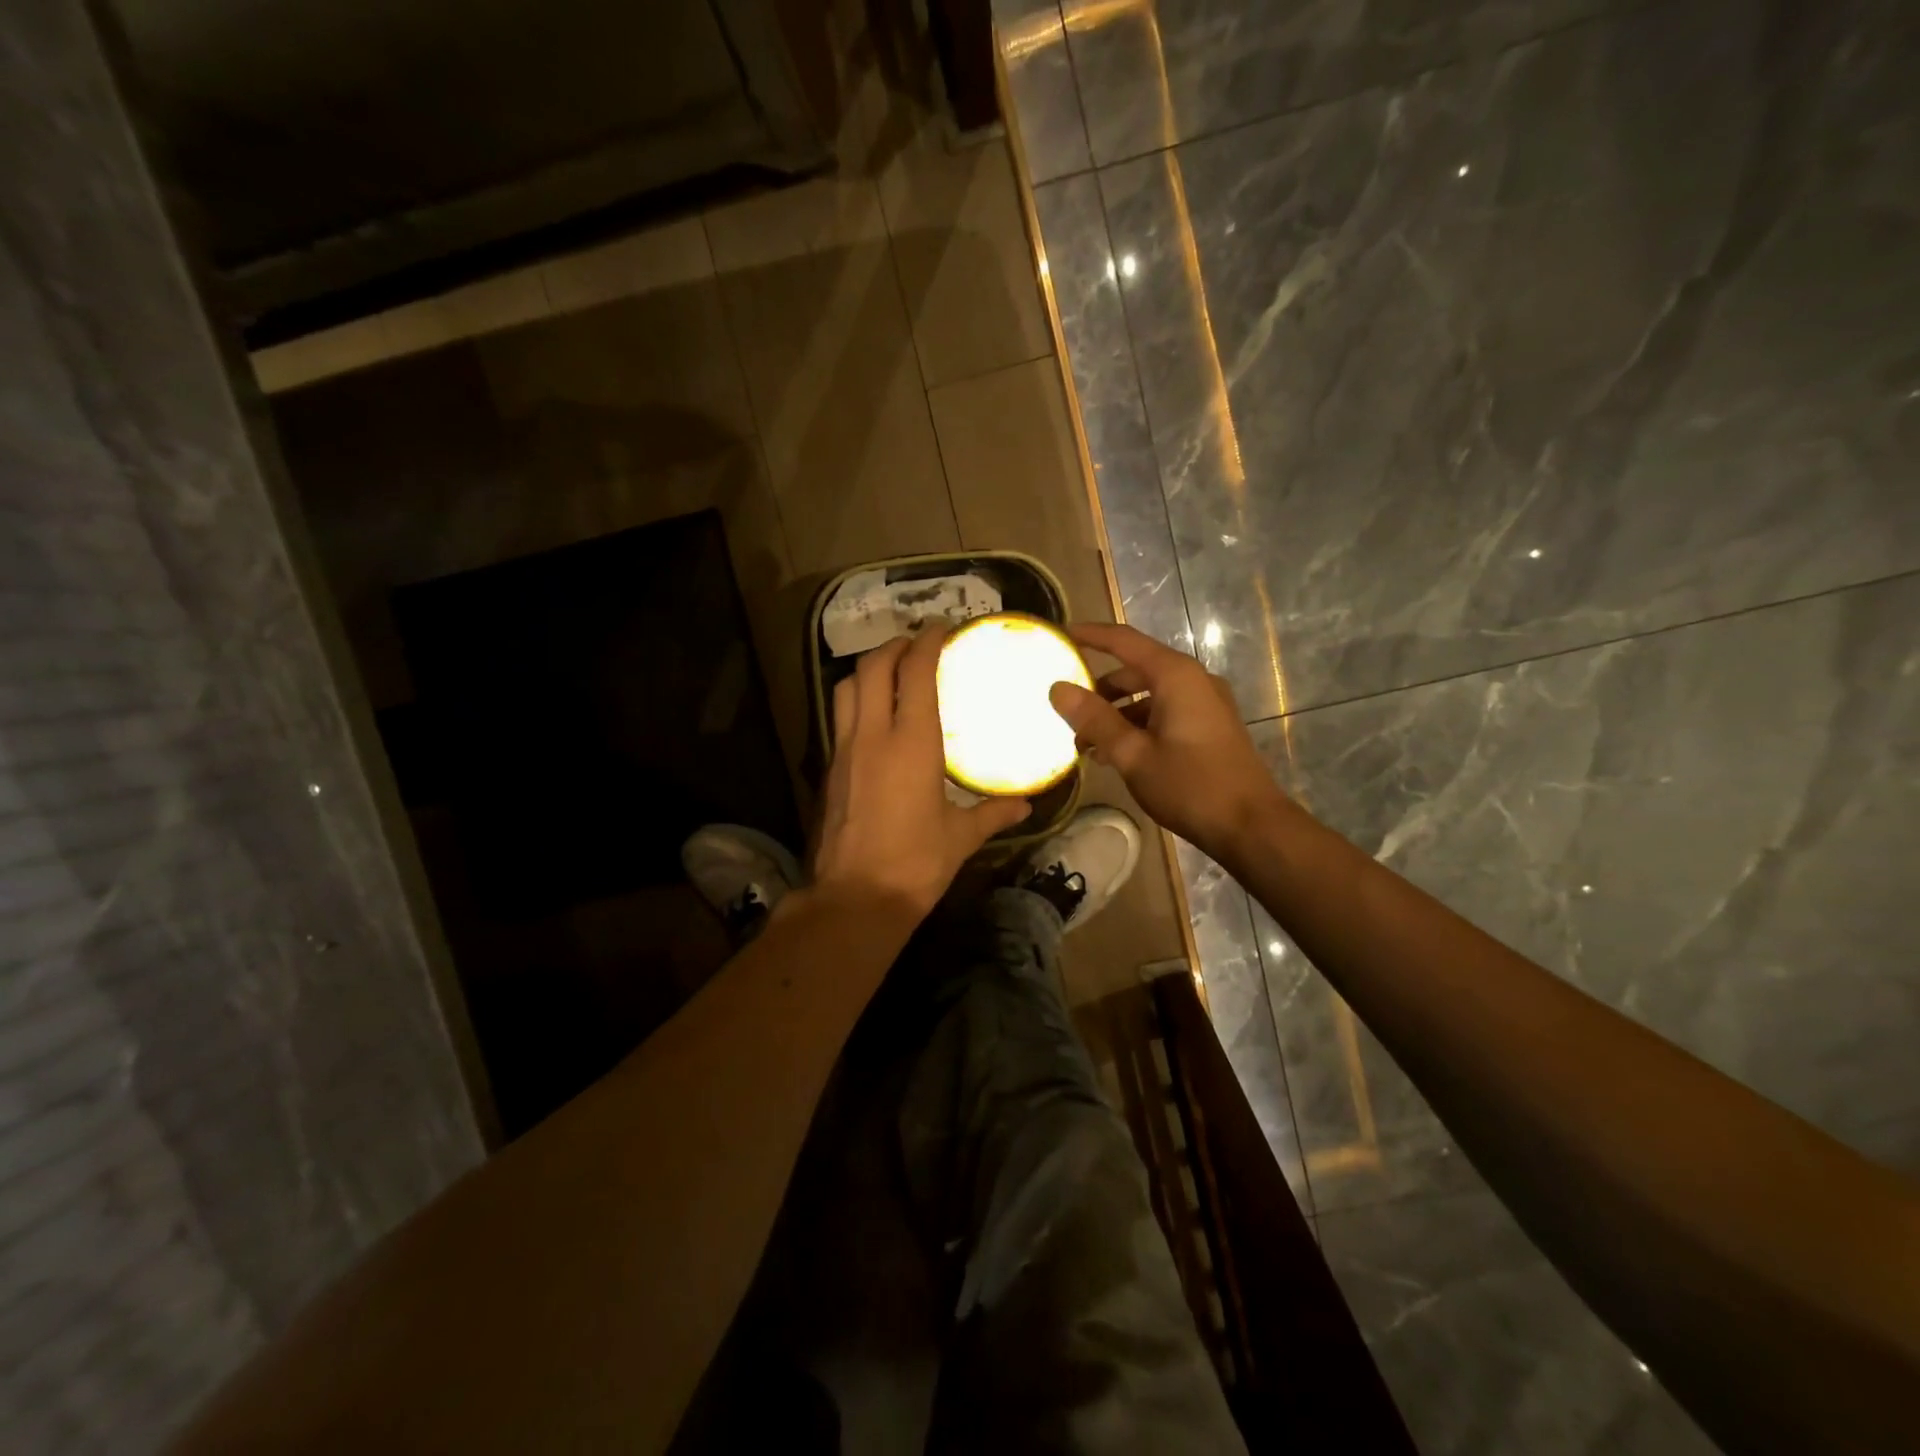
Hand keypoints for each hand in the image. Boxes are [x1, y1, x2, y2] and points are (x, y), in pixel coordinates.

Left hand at [813, 627, 1031, 917]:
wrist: (855, 898)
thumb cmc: (915, 863)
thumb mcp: (961, 837)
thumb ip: (993, 813)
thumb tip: (1025, 806)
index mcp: (912, 742)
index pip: (914, 673)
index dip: (927, 643)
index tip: (941, 630)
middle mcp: (873, 735)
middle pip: (872, 667)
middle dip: (894, 646)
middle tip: (916, 645)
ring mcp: (844, 750)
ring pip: (846, 688)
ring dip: (868, 669)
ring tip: (891, 672)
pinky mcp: (829, 769)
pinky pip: (839, 717)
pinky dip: (855, 701)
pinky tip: (874, 717)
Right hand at [1048, 621, 1285, 862]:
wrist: (1251, 826)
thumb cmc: (1190, 785)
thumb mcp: (1133, 754)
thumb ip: (1095, 719)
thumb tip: (1057, 688)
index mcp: (1175, 676)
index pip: (1123, 641)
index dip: (1089, 635)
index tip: (1059, 635)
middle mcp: (1192, 680)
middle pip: (1134, 670)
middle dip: (1098, 689)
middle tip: (1065, 711)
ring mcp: (1204, 702)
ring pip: (1148, 695)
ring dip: (1116, 713)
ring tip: (1085, 744)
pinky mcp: (1209, 725)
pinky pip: (1164, 712)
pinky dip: (1137, 725)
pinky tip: (1116, 754)